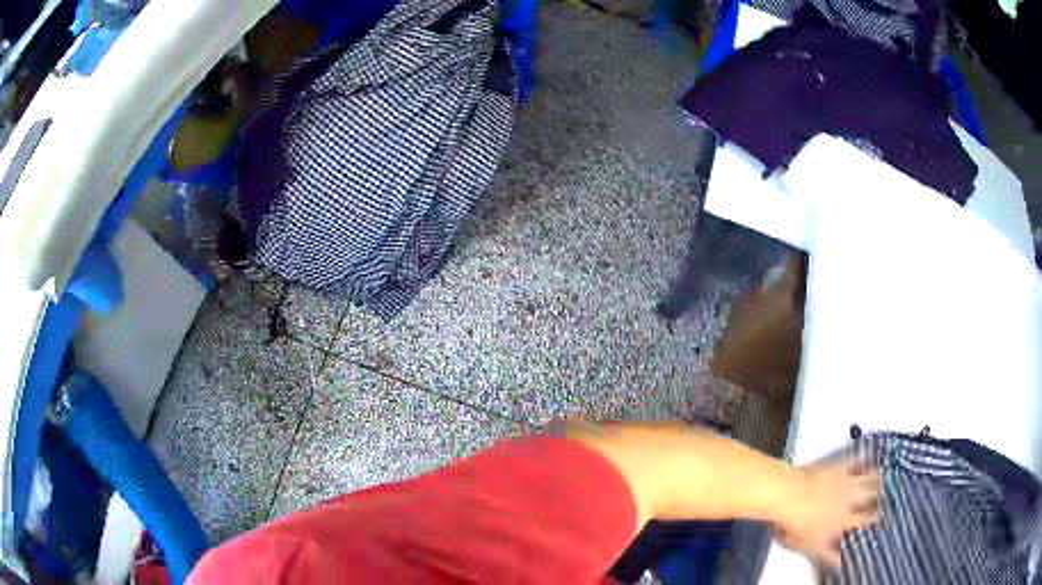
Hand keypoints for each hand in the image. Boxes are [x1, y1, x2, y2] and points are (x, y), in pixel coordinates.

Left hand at [773, 458, 881, 569]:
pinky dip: (866, 456)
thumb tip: (839, 564)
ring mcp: (846, 481)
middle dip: (881, 496)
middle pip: (872, 496)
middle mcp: (850, 500)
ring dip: (878, 477)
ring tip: (886, 475)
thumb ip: (828, 555)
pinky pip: (857, 459)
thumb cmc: (795, 525)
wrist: (788, 496)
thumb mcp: (811, 546)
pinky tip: (872, 452)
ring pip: (869, 478)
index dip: (874, 519)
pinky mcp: (839, 465)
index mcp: (843, 520)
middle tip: (889, 494)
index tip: (882, 517)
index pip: (865, 520)